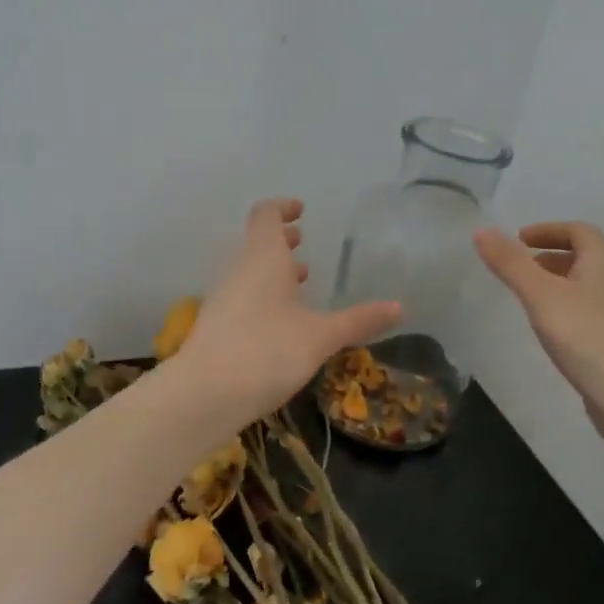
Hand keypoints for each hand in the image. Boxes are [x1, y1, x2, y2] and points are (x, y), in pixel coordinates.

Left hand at [177, 199, 401, 424]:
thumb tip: (400, 307)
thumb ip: (359, 320)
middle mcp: (238, 269)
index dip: (283, 207)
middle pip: (257, 242)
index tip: (301, 210)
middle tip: (303, 241)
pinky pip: (243, 295)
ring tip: (300, 280)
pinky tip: (283, 320)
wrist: (204, 395)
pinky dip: (263, 294)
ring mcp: (223, 297)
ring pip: (249, 270)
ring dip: (273, 269)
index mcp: (263, 257)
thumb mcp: (321, 336)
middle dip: (281, 240)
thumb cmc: (266, 351)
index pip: (266, 214)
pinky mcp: (217, 325)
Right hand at [475, 221, 603, 453]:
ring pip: (585, 287)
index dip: (548, 230)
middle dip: (550, 256)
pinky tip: (548, 332)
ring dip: (556, 284)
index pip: (579, 231)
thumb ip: (511, 263)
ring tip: (527, 299)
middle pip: (584, 258)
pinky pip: (586, 314)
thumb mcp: (541, 295)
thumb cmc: (588, 337)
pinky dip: (563, 310)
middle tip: (519, 268)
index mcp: (602, 262)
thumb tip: (481, 229)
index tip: (518, 240)